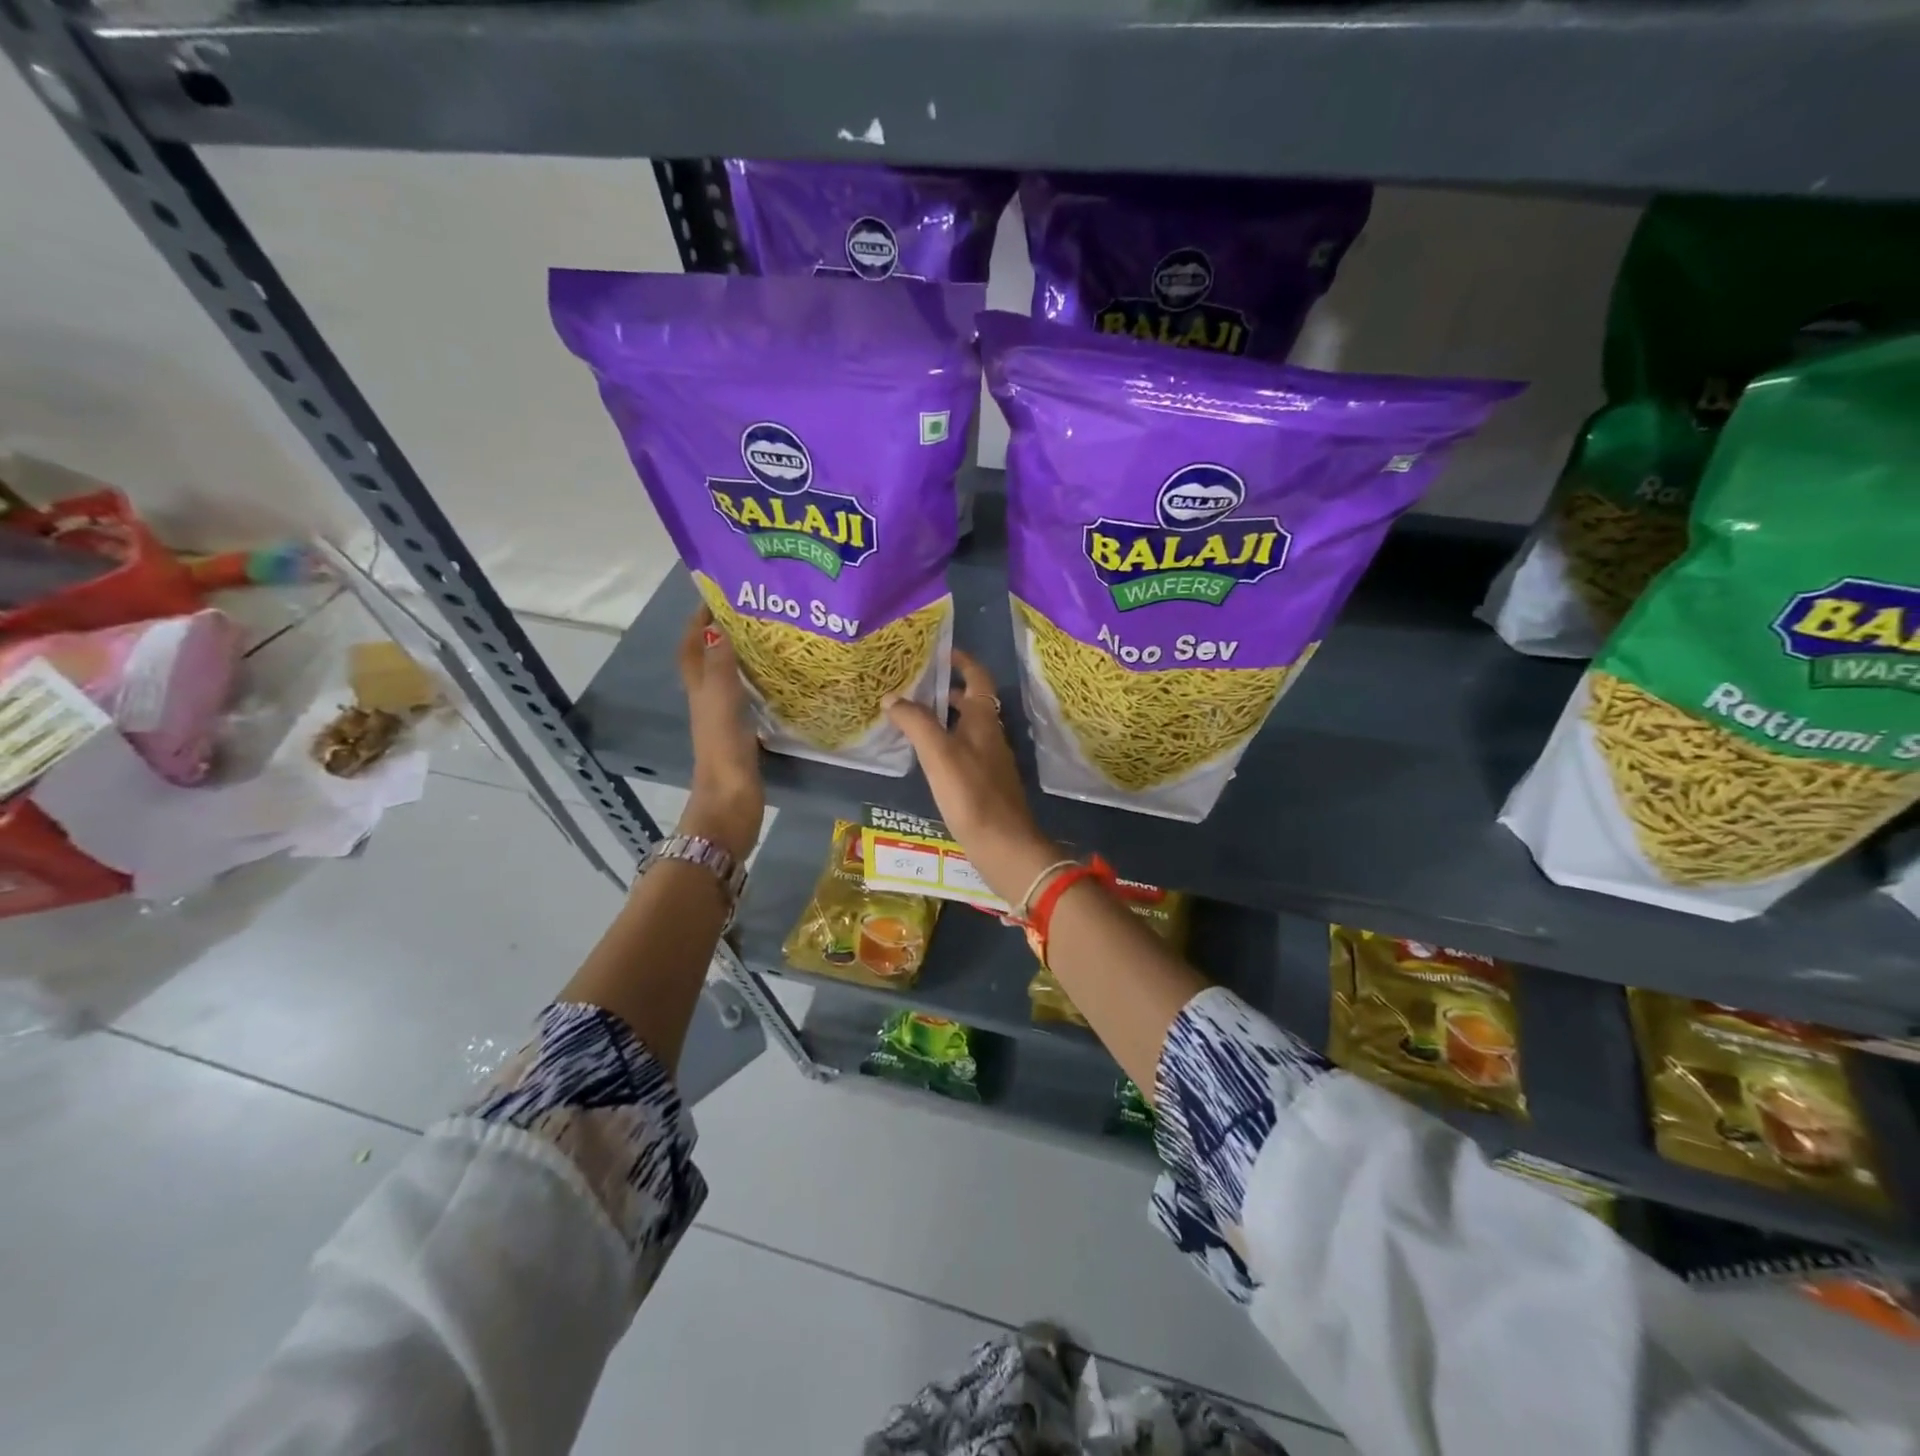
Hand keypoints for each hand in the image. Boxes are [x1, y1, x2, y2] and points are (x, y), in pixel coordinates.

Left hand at [677, 606, 763, 859]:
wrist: (730, 802)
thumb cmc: (723, 749)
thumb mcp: (721, 701)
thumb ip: (721, 665)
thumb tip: (719, 626)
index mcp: (700, 690)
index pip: (692, 647)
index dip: (697, 622)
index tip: (716, 596)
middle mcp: (708, 700)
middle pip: (708, 659)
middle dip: (721, 633)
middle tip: (750, 613)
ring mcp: (725, 719)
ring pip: (728, 678)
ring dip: (740, 657)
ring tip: (767, 638)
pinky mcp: (742, 735)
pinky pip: (746, 698)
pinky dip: (755, 683)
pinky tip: (776, 680)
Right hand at [883, 651, 1061, 905]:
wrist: (1004, 847)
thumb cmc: (972, 794)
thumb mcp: (939, 754)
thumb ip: (916, 722)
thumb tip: (892, 697)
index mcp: (985, 720)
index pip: (978, 678)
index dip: (962, 661)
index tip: (940, 651)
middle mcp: (991, 735)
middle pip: (972, 703)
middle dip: (945, 690)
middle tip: (913, 686)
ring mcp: (990, 762)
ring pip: (966, 729)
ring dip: (942, 718)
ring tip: (909, 719)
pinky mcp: (985, 785)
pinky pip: (962, 752)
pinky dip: (944, 744)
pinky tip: (924, 758)